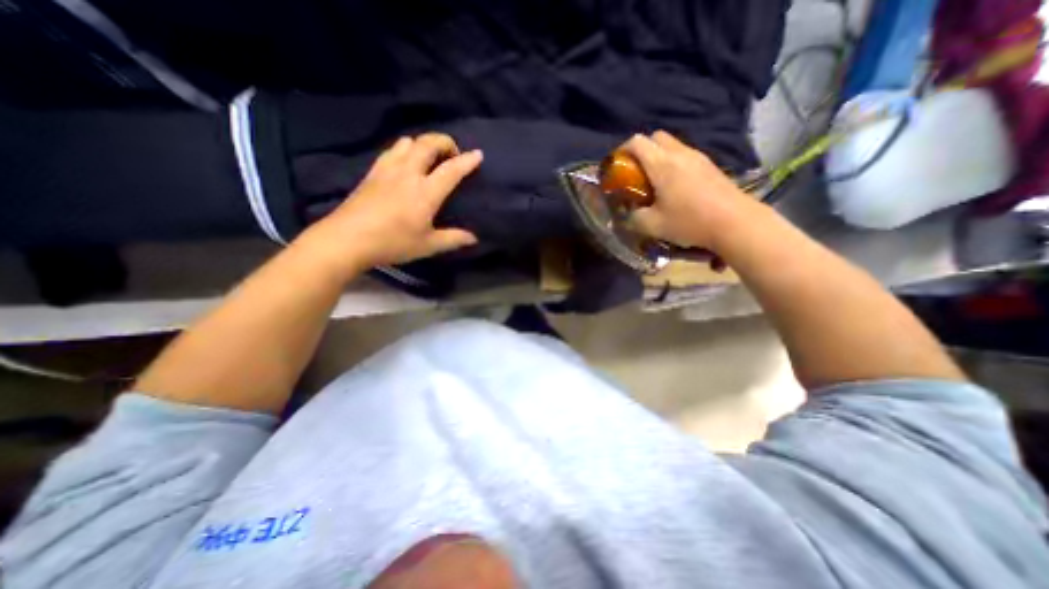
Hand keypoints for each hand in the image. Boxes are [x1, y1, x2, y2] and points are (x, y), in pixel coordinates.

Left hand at [297, 134, 480, 276]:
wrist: (348, 239)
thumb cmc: (393, 243)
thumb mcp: (428, 245)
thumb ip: (453, 239)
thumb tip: (473, 238)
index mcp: (425, 192)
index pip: (451, 170)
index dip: (467, 161)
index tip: (478, 154)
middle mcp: (408, 173)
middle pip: (427, 144)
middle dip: (444, 142)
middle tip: (453, 154)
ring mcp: (388, 170)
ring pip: (408, 142)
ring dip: (423, 144)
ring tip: (430, 158)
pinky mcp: (372, 172)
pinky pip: (391, 151)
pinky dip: (404, 150)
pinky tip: (405, 163)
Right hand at [617, 131, 759, 251]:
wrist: (735, 222)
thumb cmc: (689, 221)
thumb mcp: (652, 225)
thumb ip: (633, 218)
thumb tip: (627, 214)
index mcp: (662, 164)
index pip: (637, 142)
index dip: (622, 150)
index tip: (617, 166)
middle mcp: (680, 154)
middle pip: (656, 137)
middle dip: (641, 150)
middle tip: (636, 173)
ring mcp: (698, 157)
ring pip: (672, 145)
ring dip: (658, 157)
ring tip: (654, 181)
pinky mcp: (710, 165)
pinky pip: (685, 155)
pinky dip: (673, 163)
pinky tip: (674, 186)